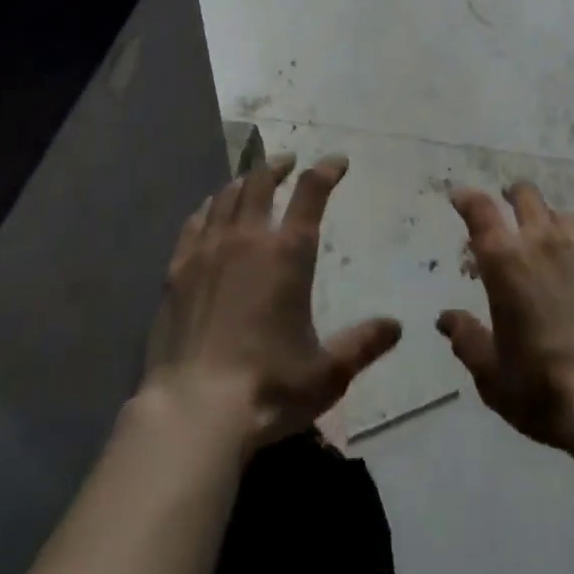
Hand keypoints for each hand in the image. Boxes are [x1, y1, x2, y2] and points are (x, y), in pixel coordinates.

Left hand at [139, 156, 400, 453]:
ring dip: (245, 181)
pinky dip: (209, 207)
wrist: (193, 411)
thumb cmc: (267, 389)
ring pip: (227, 195)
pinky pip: (195, 221)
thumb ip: (362, 345)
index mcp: (288, 253)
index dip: (327, 170)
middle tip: (289, 163)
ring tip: (252, 181)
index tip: (337, 162)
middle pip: (262, 180)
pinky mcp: (178, 268)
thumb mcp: (327, 374)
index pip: (311, 192)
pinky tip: (211, 211)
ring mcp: (209, 249)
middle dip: (279, 166)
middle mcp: (249, 238)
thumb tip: (396, 327)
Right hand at [439, 182, 573, 456]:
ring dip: (547, 219)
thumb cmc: (542, 387)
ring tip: (545, 238)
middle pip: (525, 196)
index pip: (480, 210)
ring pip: (560, 214)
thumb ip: (466, 338)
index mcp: (504, 260)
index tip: (460, 197)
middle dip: (512, 195)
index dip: (467, 198)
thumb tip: (446, 319)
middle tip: (507, 205)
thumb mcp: (491, 374)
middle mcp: (541, 242)